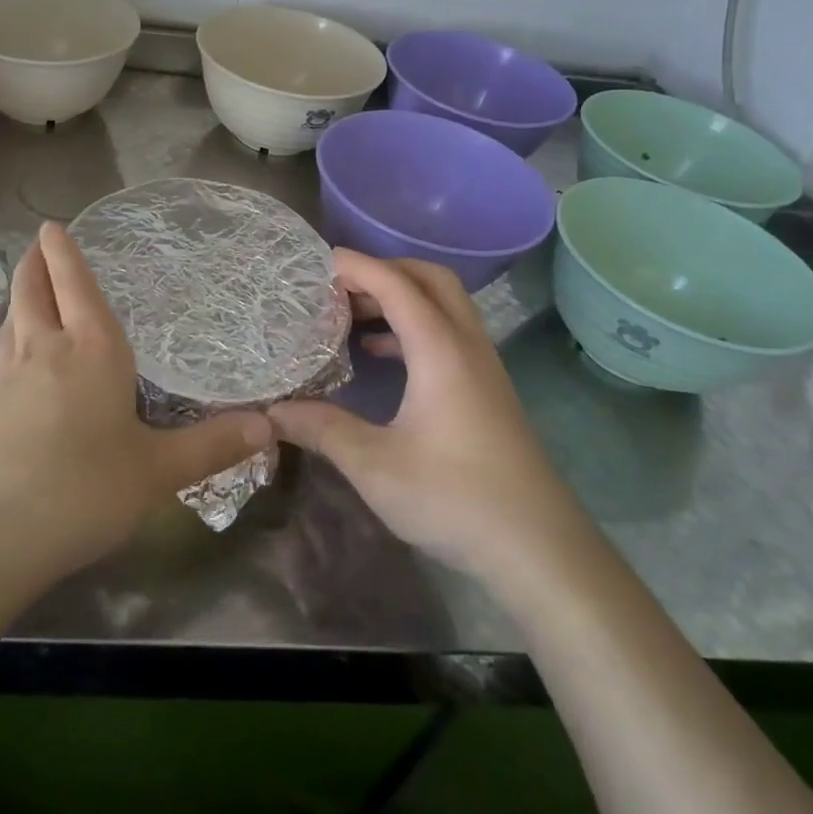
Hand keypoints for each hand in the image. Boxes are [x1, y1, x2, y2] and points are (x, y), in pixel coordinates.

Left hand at [0, 222, 272, 593]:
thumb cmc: (80, 492)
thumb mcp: (156, 473)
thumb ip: (211, 447)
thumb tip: (268, 427)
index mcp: (90, 349)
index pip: (76, 284)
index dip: (64, 252)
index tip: (53, 226)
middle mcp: (43, 348)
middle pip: (33, 288)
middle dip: (36, 261)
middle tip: (40, 243)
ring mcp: (3, 374)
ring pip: (11, 315)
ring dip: (20, 292)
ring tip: (29, 286)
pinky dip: (7, 331)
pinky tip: (10, 349)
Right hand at [271, 252, 590, 586]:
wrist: (540, 549)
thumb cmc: (456, 499)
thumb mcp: (375, 466)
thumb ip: (322, 429)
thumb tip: (272, 411)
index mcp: (440, 349)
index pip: (395, 283)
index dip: (354, 266)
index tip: (313, 263)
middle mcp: (466, 345)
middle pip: (428, 278)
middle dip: (382, 271)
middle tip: (337, 287)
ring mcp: (482, 367)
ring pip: (443, 305)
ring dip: (399, 298)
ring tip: (351, 316)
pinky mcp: (486, 390)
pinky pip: (447, 334)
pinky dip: (412, 328)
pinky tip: (381, 358)